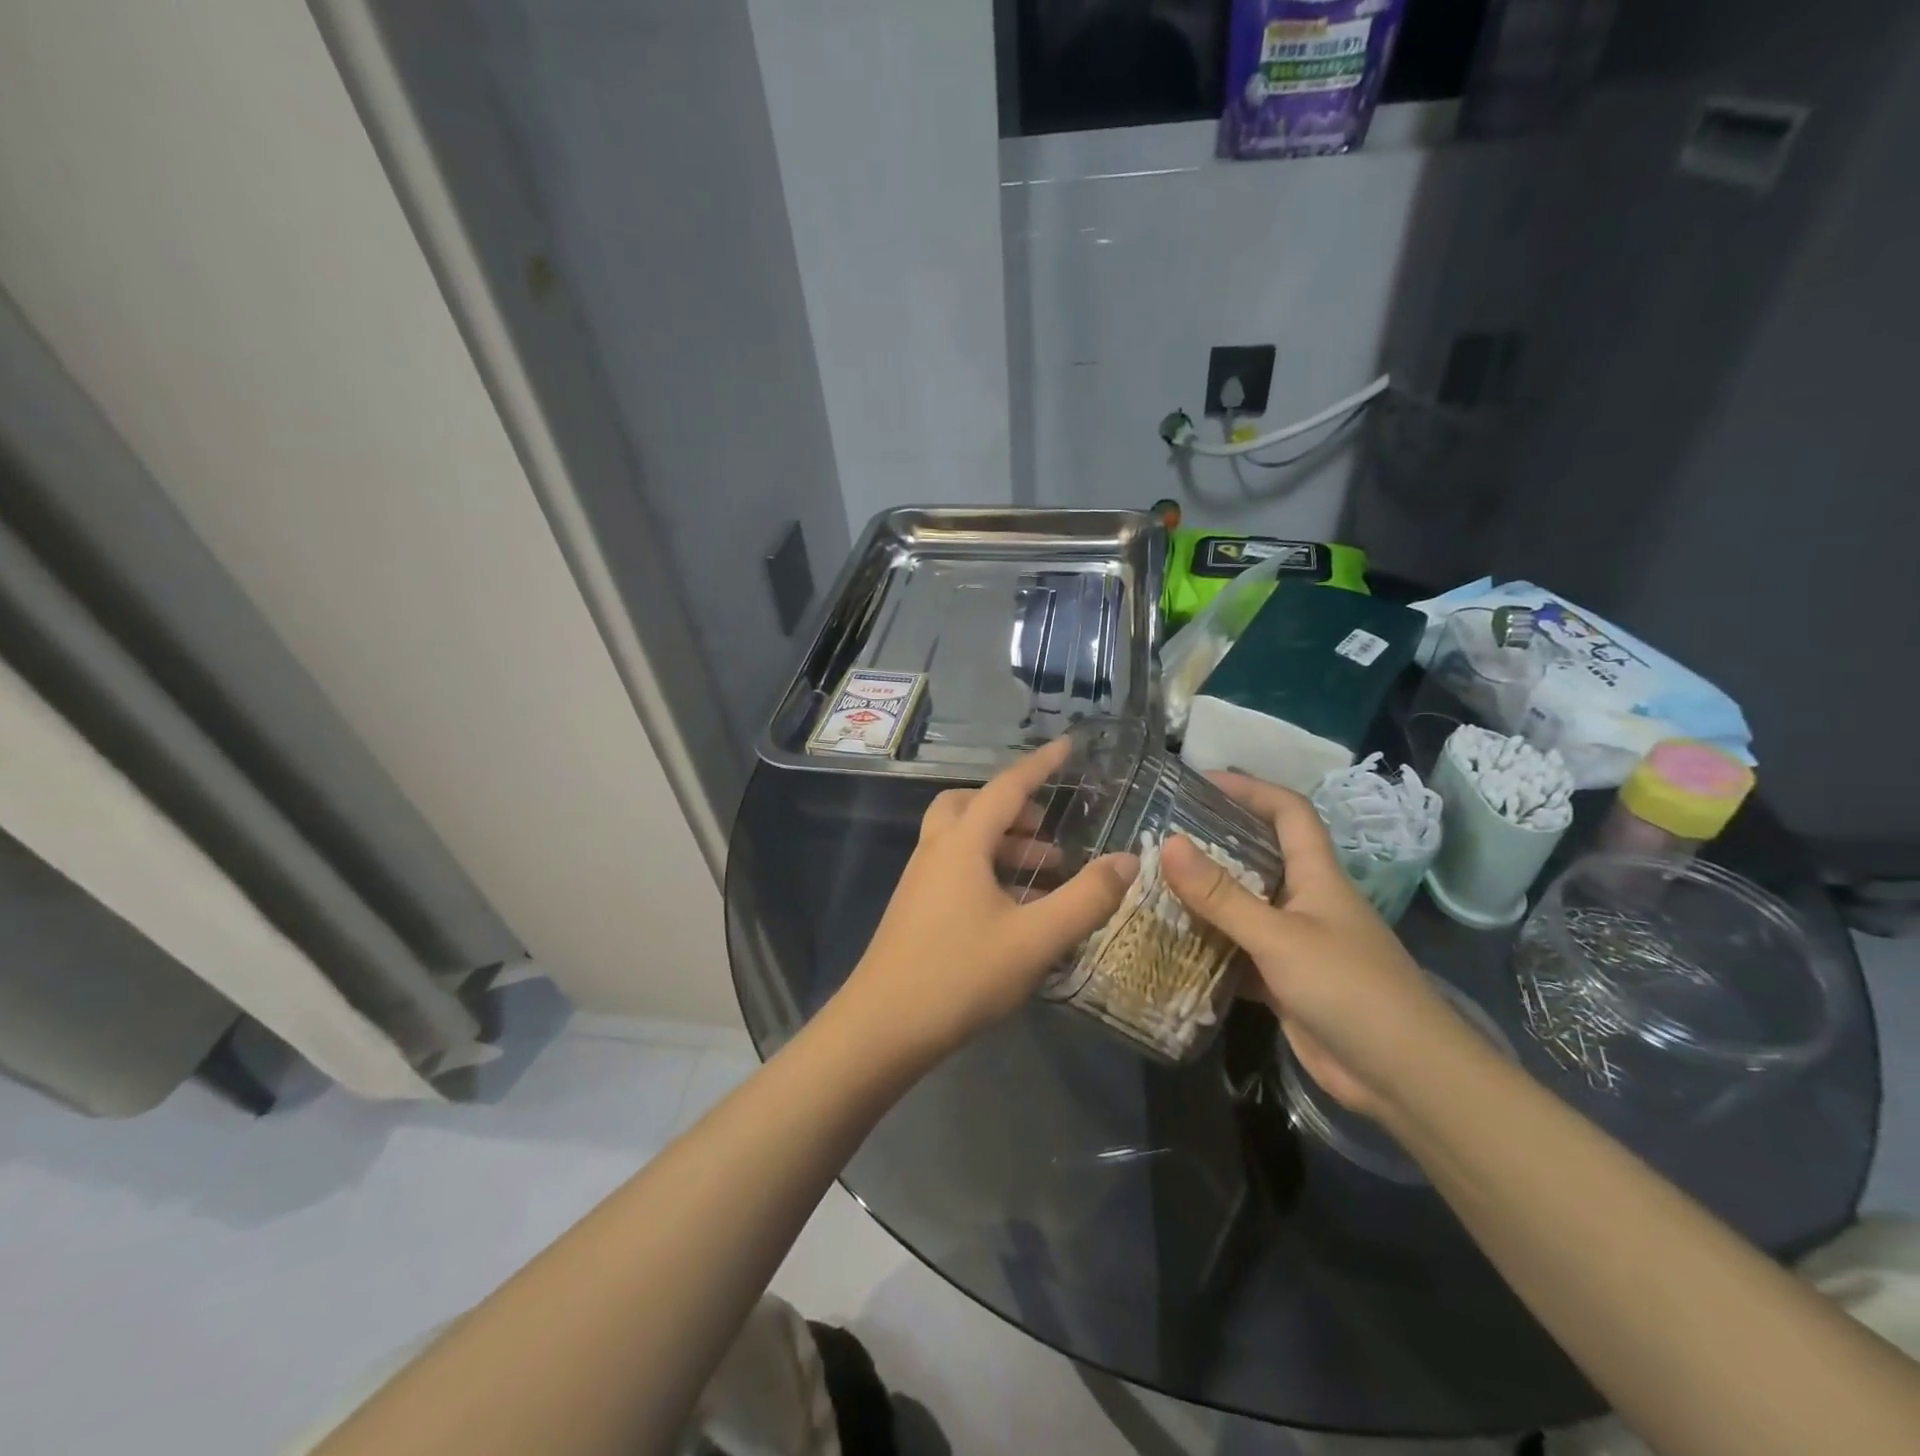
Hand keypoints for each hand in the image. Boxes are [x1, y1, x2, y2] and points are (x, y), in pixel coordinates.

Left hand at [843, 738, 1139, 1059]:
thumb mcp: (1035, 939)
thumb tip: (1128, 860)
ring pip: (962, 839)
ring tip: (1043, 873)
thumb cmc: (960, 975)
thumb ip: (1086, 899)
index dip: (1040, 765)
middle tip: (1047, 830)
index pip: (1007, 787)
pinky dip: (986, 869)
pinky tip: (1012, 909)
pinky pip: (954, 867)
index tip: (1067, 746)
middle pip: (971, 805)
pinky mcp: (914, 908)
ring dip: (1002, 843)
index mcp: (962, 844)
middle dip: (1013, 808)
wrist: (882, 1027)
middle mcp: (936, 851)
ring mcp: (919, 880)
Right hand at [1160, 772, 1462, 1117]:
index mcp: (1317, 875)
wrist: (1402, 1077)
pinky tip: (1172, 942)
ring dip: (1206, 896)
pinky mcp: (1285, 981)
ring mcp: (1296, 943)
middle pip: (1259, 855)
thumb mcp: (1278, 937)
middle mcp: (1306, 901)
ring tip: (1154, 882)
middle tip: (1162, 834)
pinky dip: (1209, 945)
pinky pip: (1239, 951)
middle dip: (1215, 839)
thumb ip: (1221, 895)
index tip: (1201, 780)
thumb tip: (1168, 843)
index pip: (1288, 812)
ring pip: (1244, 906)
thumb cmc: (1349, 989)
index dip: (1250, 789)